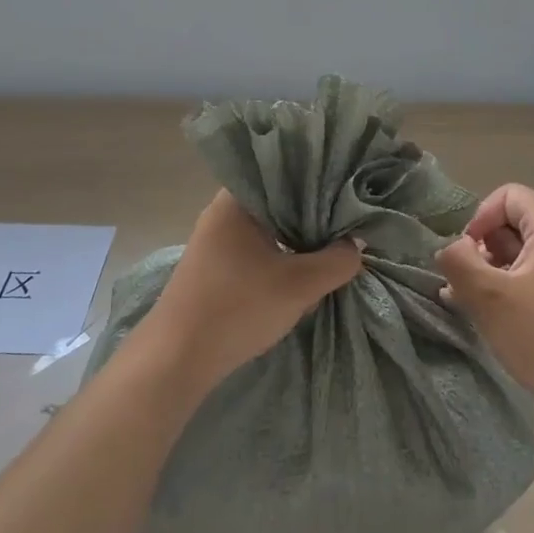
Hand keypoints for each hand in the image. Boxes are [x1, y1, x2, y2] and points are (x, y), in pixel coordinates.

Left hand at [139, 191, 362, 396]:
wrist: (177, 359)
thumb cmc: (237, 308)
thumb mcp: (299, 285)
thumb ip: (336, 261)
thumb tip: (356, 245)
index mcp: (236, 200)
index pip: (285, 173)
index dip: (319, 180)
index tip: (347, 190)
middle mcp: (222, 212)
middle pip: (278, 202)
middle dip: (311, 214)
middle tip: (347, 221)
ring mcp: (215, 241)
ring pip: (268, 229)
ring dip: (296, 239)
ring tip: (332, 244)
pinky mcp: (214, 267)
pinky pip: (256, 249)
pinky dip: (279, 256)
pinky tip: (301, 270)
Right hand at [435, 184, 533, 437]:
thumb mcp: (488, 298)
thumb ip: (458, 262)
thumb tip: (450, 248)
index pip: (508, 196)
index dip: (479, 219)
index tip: (466, 256)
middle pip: (516, 223)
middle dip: (484, 248)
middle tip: (465, 285)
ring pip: (525, 252)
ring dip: (494, 271)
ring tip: (472, 305)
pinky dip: (514, 287)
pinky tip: (497, 317)